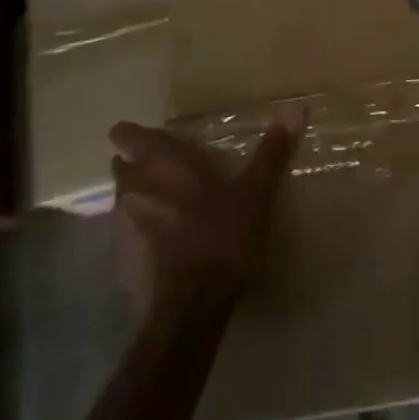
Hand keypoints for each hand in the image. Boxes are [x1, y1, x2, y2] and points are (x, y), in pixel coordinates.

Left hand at [108, 111, 304, 319]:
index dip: (133, 135)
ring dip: (140, 199)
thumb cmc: (220, 237)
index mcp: (161, 163)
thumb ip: (271, 151)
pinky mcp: (121, 263)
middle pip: (122, 167)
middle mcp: (133, 188)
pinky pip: (127, 236)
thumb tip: (296, 109)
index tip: (153, 139)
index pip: (126, 135)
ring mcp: (121, 228)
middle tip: (170, 172)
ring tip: (171, 208)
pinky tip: (167, 246)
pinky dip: (141, 235)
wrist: (189, 310)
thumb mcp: (254, 192)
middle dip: (138, 167)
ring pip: (123, 201)